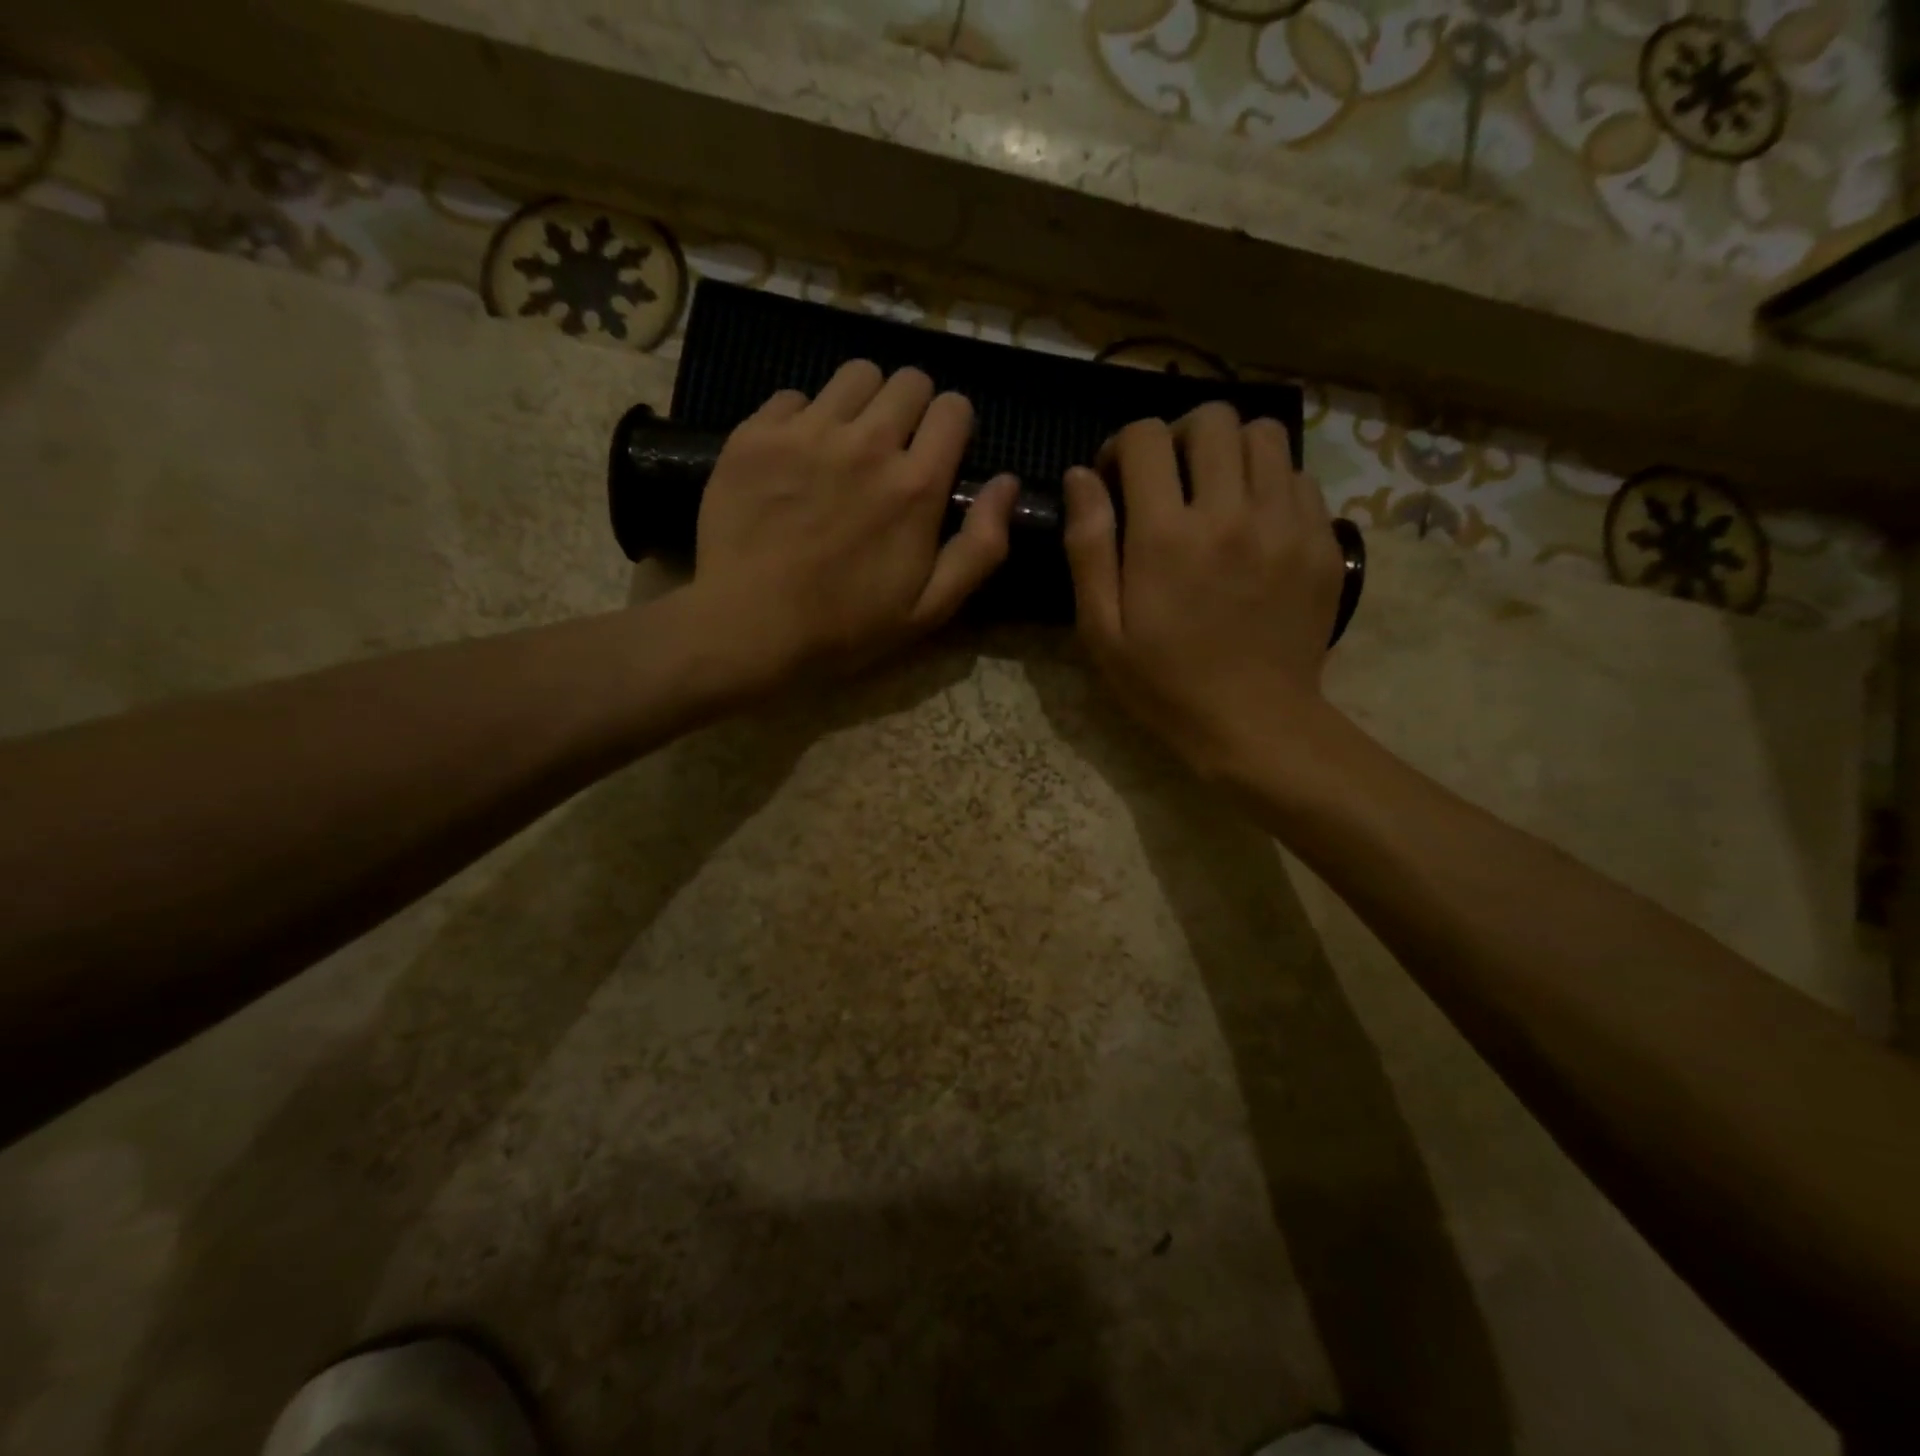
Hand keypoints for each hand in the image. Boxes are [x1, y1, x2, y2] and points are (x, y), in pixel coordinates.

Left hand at [688, 361, 1017, 694]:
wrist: (748, 627)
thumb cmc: (845, 626)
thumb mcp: (931, 607)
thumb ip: (981, 546)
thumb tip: (1007, 483)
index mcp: (916, 485)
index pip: (954, 408)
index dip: (953, 426)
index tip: (939, 452)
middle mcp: (867, 443)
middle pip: (908, 380)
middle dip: (912, 407)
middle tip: (894, 448)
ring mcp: (807, 433)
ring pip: (854, 376)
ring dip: (862, 403)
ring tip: (846, 444)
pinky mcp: (756, 434)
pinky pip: (793, 396)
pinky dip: (802, 419)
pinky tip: (795, 458)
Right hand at [1062, 404, 1344, 777]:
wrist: (1254, 723)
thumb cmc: (1164, 683)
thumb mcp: (1101, 629)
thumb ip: (1088, 547)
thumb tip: (1081, 476)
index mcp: (1166, 535)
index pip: (1146, 438)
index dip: (1123, 446)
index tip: (1117, 479)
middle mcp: (1231, 512)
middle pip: (1212, 420)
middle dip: (1179, 437)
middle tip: (1168, 479)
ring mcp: (1285, 523)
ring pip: (1264, 436)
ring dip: (1230, 451)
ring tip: (1215, 492)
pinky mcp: (1322, 541)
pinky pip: (1299, 478)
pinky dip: (1269, 483)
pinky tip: (1253, 523)